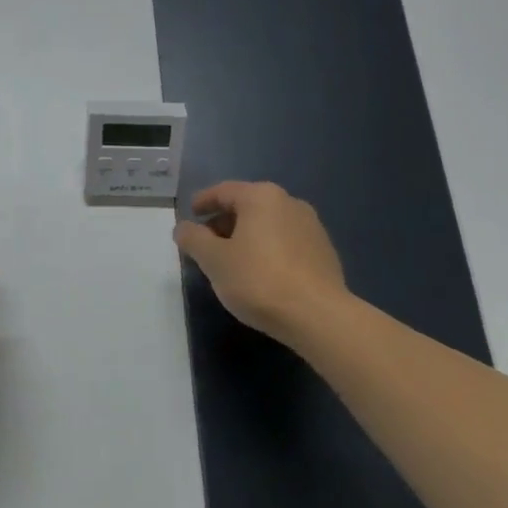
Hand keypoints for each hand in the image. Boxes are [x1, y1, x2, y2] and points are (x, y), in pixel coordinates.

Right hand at [173, 182, 348, 340]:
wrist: (318, 316)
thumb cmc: (258, 280)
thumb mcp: (213, 260)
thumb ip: (193, 239)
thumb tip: (183, 228)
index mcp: (261, 197)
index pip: (223, 191)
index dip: (203, 202)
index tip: (190, 215)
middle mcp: (289, 203)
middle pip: (247, 205)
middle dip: (224, 221)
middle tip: (206, 242)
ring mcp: (311, 226)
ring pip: (268, 224)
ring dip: (246, 236)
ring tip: (231, 260)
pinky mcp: (324, 251)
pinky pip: (285, 241)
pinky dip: (267, 249)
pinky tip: (260, 272)